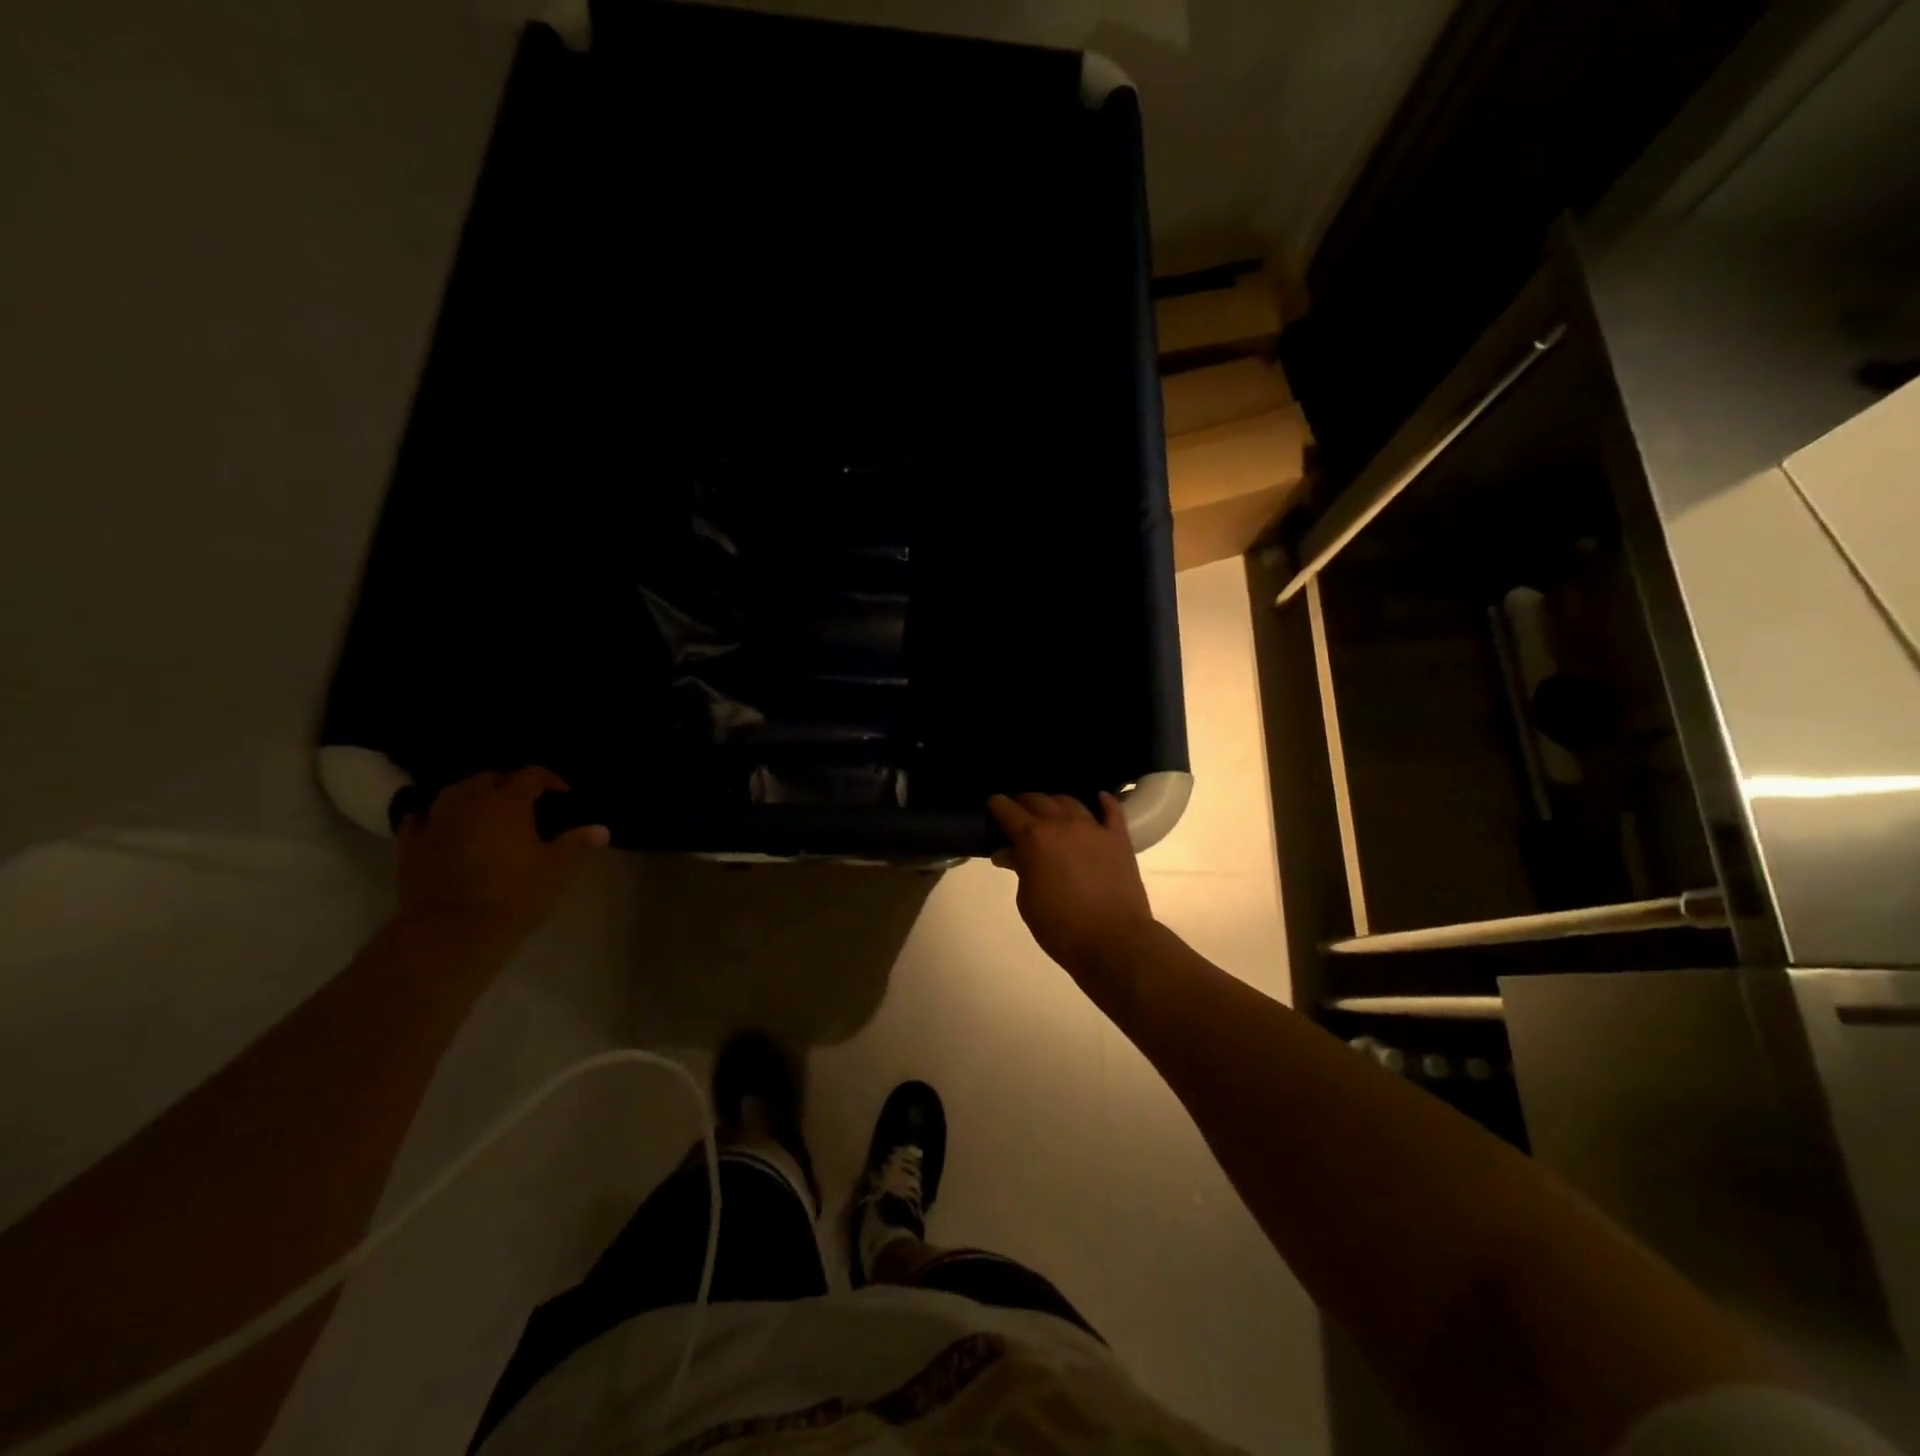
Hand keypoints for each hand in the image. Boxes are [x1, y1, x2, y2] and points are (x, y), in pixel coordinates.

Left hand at [396, 768, 608, 947]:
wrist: (453, 931)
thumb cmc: (514, 894)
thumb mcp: (555, 869)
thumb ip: (575, 843)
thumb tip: (602, 829)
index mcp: (508, 803)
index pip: (531, 775)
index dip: (550, 780)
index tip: (563, 794)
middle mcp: (469, 802)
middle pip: (488, 778)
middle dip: (508, 785)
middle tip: (524, 804)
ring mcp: (435, 821)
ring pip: (453, 792)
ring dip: (472, 795)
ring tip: (486, 811)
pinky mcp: (410, 844)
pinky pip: (421, 817)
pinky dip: (435, 816)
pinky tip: (444, 826)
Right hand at [988, 792, 1155, 982]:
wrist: (1113, 940)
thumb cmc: (1060, 926)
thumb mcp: (1027, 901)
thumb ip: (1019, 869)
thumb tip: (1008, 853)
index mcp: (1034, 838)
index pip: (1008, 811)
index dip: (998, 805)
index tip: (993, 804)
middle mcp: (1062, 824)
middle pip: (1038, 800)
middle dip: (1024, 801)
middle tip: (1018, 810)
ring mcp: (1094, 828)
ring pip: (1071, 801)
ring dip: (1055, 801)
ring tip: (1051, 808)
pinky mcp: (1118, 838)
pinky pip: (1112, 810)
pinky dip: (1104, 801)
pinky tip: (1099, 798)